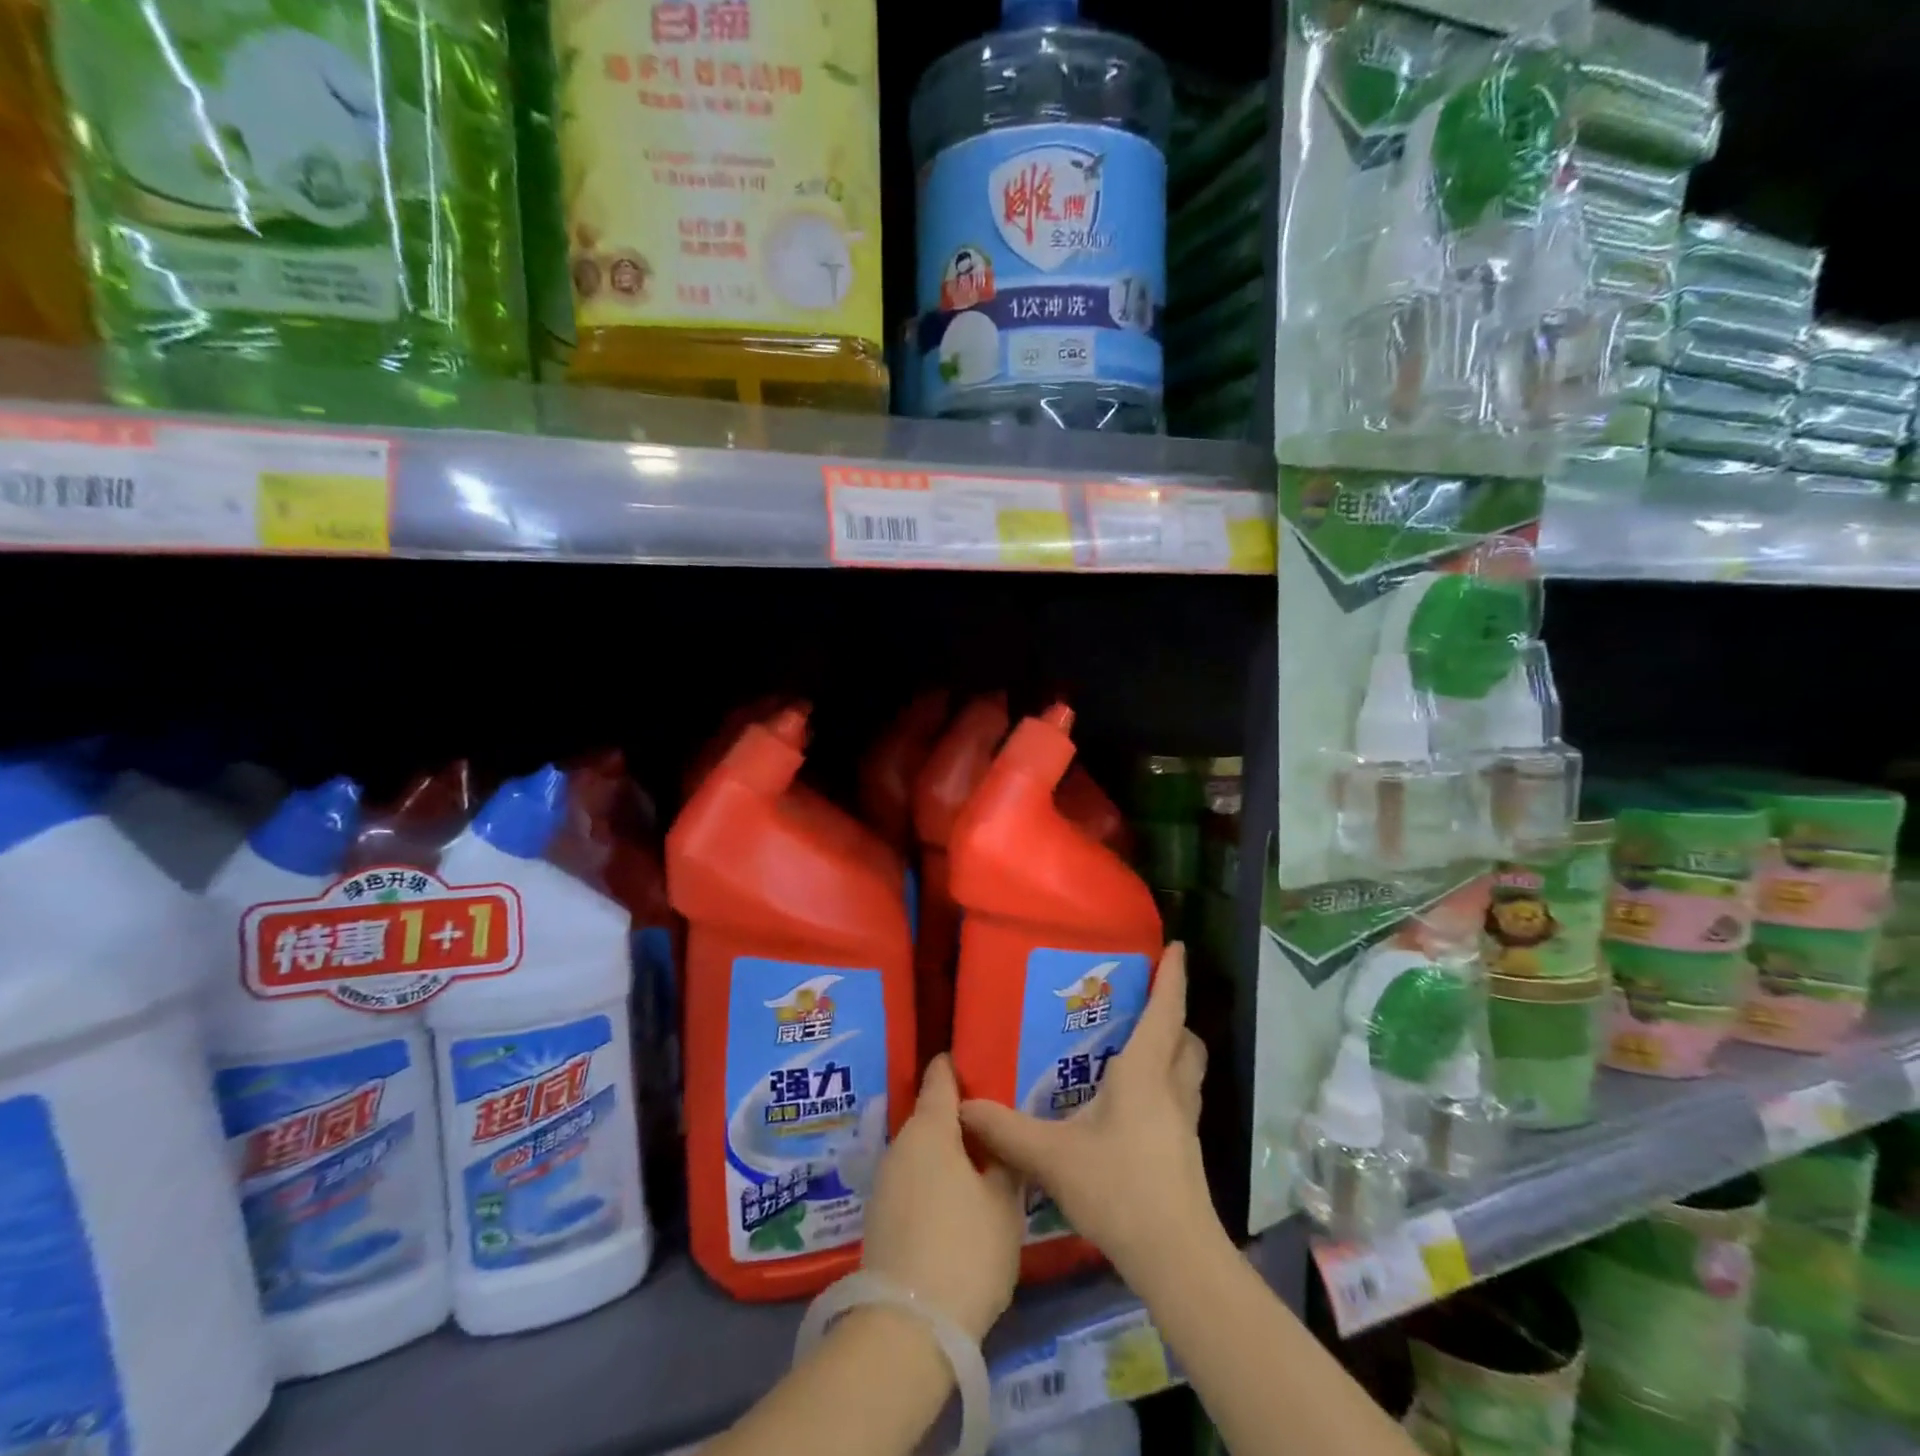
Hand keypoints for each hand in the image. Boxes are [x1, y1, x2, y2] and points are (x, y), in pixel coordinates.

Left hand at [862, 1054, 1023, 1340]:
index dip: (960, 1065)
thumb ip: (1007, 1161)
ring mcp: (886, 1180)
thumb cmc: (965, 1251)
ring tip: (984, 1164)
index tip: (982, 1061)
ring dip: (948, 1151)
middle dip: (962, 1117)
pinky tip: (958, 1201)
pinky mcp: (881, 1215)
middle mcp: (901, 1144)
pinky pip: (913, 1178)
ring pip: (923, 1149)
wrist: (907, 1329)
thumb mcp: (1004, 1204)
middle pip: (932, 1115)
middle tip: (998, 1124)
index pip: (941, 1077)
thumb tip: (1002, 1140)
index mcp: (930, 1128)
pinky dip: (935, 1178)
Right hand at [959, 943, 1218, 1285]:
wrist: (1176, 1257)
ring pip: (1189, 1069)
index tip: (1176, 945)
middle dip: (1172, 1014)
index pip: (1165, 1011)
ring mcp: (1185, 1121)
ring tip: (1138, 1046)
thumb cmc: (1119, 1189)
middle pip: (1185, 1038)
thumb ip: (1006, 1129)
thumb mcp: (1053, 1157)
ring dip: (1173, 1048)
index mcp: (1145, 1073)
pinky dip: (1167, 1083)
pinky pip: (1181, 1097)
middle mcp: (1172, 1088)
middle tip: (1143, 1002)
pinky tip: (1134, 1103)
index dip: (1173, 976)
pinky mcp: (1186, 1149)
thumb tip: (963, 1105)